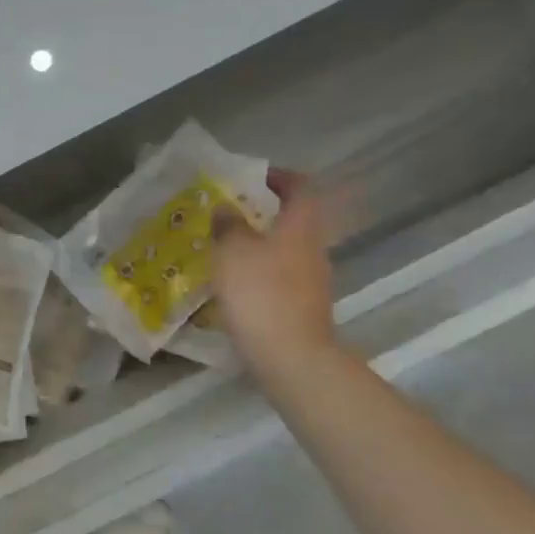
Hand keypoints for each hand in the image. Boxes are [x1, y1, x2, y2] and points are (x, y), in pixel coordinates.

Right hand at [213, 169, 343, 397]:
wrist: (291, 356)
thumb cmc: (261, 294)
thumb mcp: (232, 252)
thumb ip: (228, 225)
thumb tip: (226, 208)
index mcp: (300, 226)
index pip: (300, 187)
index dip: (279, 177)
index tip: (252, 177)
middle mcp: (312, 248)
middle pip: (292, 220)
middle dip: (261, 213)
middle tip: (227, 214)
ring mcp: (311, 280)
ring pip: (284, 250)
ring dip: (258, 245)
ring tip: (222, 250)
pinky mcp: (302, 307)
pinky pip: (279, 278)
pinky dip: (258, 273)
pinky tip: (233, 285)